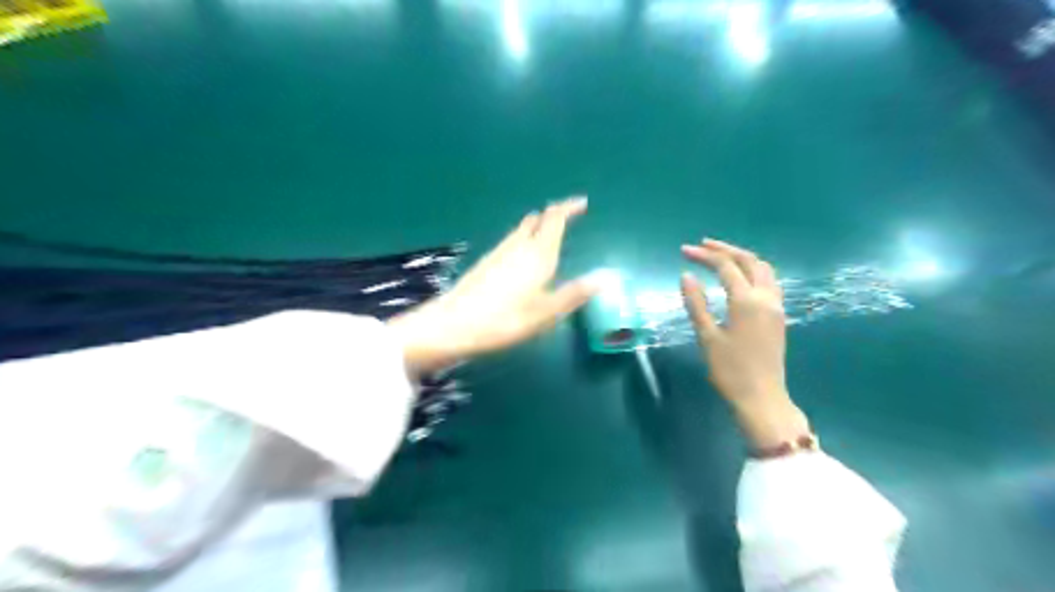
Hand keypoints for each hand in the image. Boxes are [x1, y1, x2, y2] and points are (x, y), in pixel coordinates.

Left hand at [385, 196, 600, 373]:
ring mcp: (498, 252)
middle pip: (537, 219)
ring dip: (538, 225)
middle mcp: (518, 246)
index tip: (583, 203)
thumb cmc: (505, 320)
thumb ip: (575, 293)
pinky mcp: (485, 262)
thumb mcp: (546, 312)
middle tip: (568, 218)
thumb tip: (606, 276)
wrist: (453, 325)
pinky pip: (511, 240)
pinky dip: (524, 238)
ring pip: (522, 229)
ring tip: (549, 233)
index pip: (555, 219)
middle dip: (554, 215)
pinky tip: (523, 255)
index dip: (569, 208)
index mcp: (537, 254)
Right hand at [684, 239, 808, 451]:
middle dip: (725, 249)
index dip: (704, 255)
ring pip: (763, 269)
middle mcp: (766, 297)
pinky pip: (769, 281)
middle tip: (702, 245)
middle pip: (749, 260)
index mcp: (746, 301)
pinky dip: (753, 270)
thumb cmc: (730, 370)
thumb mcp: (707, 337)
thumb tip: (686, 275)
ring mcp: (776, 306)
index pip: (725, 267)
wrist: (762, 397)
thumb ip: (696, 304)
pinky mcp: (779, 316)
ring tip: (720, 256)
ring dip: (742, 257)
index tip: (684, 251)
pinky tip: (739, 277)